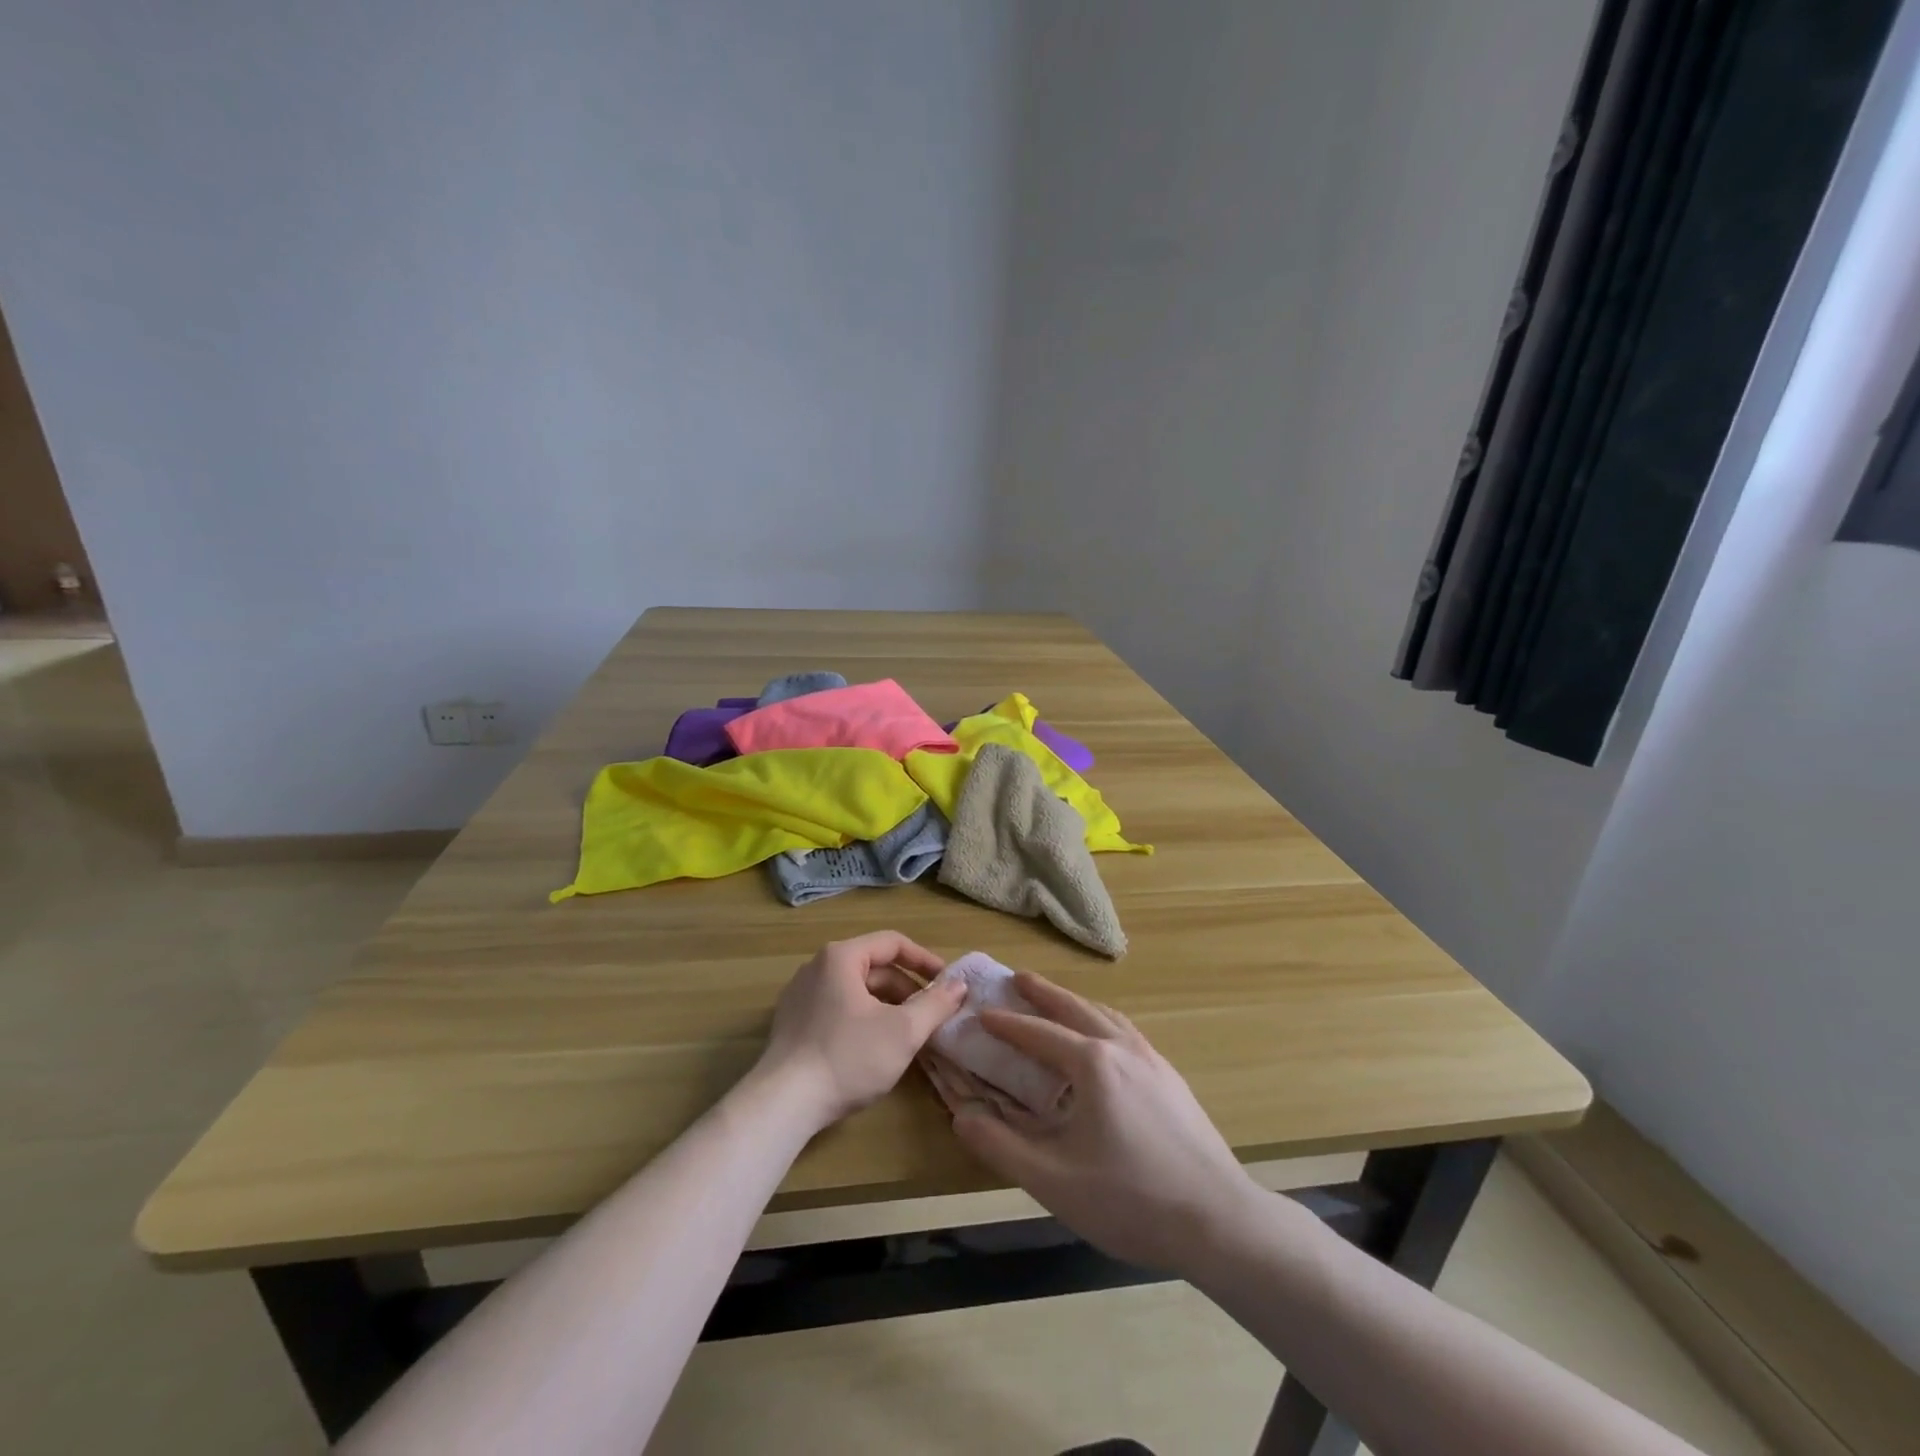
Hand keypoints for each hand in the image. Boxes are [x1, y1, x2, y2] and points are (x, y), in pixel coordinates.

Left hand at [758, 932, 966, 1131]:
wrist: (783, 1103)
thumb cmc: (848, 1057)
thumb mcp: (903, 1032)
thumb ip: (935, 1004)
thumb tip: (959, 985)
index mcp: (841, 957)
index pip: (893, 943)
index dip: (925, 960)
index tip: (947, 983)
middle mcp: (817, 966)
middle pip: (874, 968)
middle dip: (907, 990)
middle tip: (932, 1016)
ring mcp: (801, 994)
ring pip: (856, 991)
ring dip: (887, 1007)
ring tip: (908, 1035)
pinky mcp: (793, 1022)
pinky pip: (838, 1008)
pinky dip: (863, 1019)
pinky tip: (875, 1048)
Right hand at [949, 971, 1263, 1274]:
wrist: (1220, 1221)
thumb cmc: (1132, 1201)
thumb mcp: (1055, 1182)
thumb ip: (1002, 1146)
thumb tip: (962, 1116)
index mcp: (1093, 1064)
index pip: (1039, 1033)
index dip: (1007, 1024)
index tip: (981, 1013)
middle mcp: (1123, 1049)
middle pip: (1075, 1008)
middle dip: (1044, 992)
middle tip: (1017, 978)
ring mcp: (1153, 1061)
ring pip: (1107, 1016)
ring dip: (1076, 1003)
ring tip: (1058, 1000)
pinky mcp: (1172, 1079)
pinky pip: (1128, 1033)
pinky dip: (1103, 1021)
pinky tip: (1105, 1041)